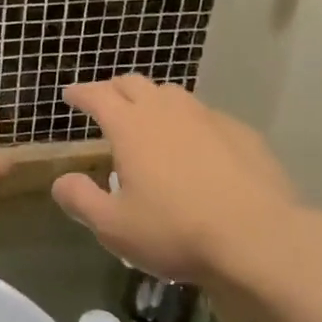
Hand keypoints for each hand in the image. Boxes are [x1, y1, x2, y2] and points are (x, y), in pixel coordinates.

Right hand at [52, 76, 304, 287]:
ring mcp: (208, 117)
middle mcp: (167, 110)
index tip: (70, 95)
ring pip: (172, 94)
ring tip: (149, 120)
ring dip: (153, 100)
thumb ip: (80, 200)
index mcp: (131, 126)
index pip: (97, 95)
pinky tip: (195, 146)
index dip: (81, 93)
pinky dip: (189, 122)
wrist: (260, 238)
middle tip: (106, 102)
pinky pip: (205, 116)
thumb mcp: (114, 227)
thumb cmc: (176, 231)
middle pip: (134, 83)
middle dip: (114, 89)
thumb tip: (61, 181)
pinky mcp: (241, 132)